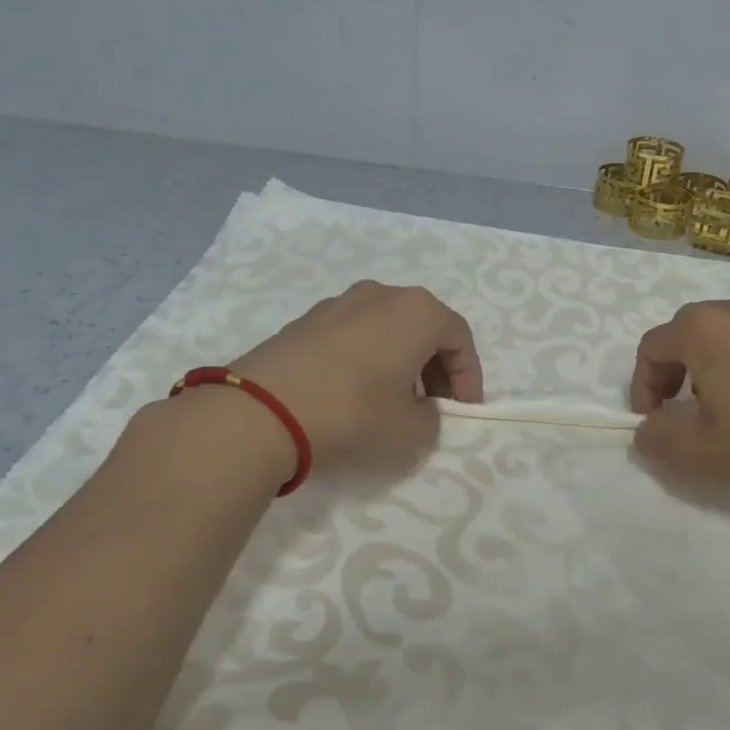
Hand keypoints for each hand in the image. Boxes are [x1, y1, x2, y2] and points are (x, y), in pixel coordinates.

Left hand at [219, 281, 484, 476]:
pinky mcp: (304, 321)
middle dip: (436, 366)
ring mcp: (337, 304)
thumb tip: (418, 407)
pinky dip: (366, 358)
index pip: (459, 337)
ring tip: (393, 400)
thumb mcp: (412, 434)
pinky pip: (352, 335)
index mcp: (416, 312)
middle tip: (433, 404)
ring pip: (386, 329)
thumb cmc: (353, 416)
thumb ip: (431, 418)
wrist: (260, 413)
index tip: (464, 410)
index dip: (469, 376)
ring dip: (400, 361)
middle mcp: (380, 295)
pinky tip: (353, 393)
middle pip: (423, 327)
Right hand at [629, 296, 729, 512]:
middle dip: (680, 372)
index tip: (654, 422)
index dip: (643, 386)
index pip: (652, 346)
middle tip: (689, 412)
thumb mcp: (699, 453)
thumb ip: (657, 438)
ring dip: (724, 367)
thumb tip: (650, 429)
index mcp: (705, 330)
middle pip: (693, 332)